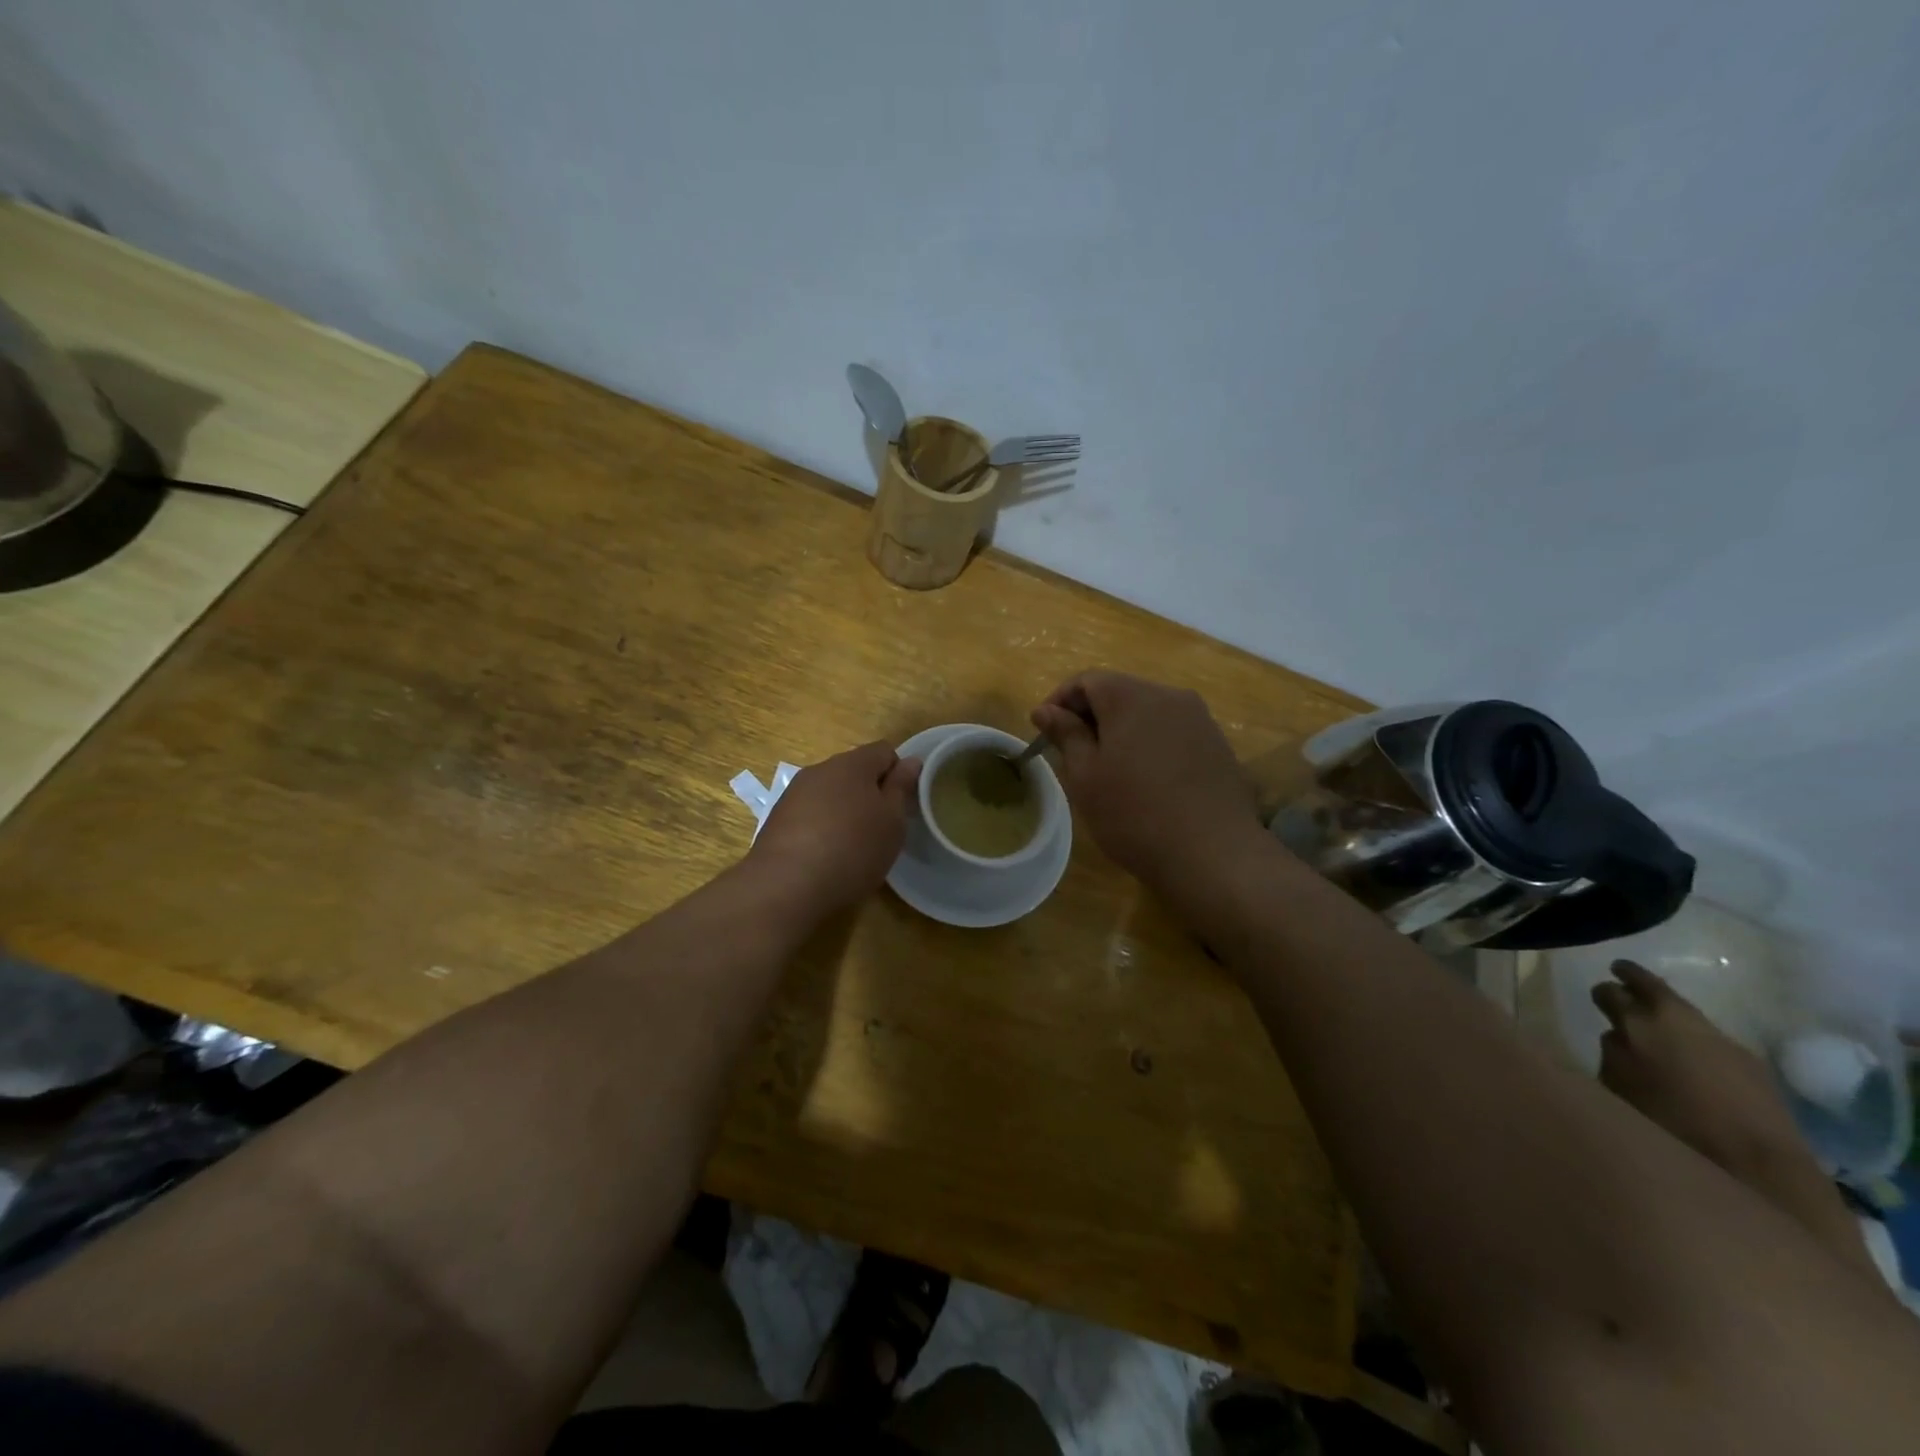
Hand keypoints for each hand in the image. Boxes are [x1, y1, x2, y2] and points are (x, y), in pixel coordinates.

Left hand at [748, 741, 921, 914]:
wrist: (785, 886)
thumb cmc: (852, 849)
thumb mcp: (892, 821)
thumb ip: (901, 787)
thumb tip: (911, 761)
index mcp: (852, 763)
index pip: (884, 751)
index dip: (898, 774)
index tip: (902, 805)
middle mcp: (820, 769)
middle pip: (855, 771)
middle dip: (871, 793)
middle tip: (882, 829)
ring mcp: (794, 793)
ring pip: (831, 793)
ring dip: (845, 810)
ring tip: (853, 846)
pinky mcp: (777, 819)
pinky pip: (810, 813)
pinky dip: (822, 827)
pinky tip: (825, 856)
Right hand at [1032, 671, 1263, 887]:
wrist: (1213, 855)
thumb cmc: (1134, 814)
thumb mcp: (1085, 776)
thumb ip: (1065, 734)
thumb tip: (1045, 709)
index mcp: (1130, 696)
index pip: (1086, 680)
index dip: (1059, 701)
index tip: (1045, 732)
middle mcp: (1168, 695)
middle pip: (1119, 692)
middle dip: (1091, 716)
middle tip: (1073, 754)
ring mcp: (1199, 718)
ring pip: (1147, 712)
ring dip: (1122, 731)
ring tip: (1109, 770)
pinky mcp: (1217, 743)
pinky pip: (1172, 731)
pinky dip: (1150, 744)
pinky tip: (1147, 780)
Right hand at [1593, 960, 1803, 1173]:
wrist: (1755, 1165)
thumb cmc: (1668, 1124)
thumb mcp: (1618, 1086)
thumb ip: (1613, 1054)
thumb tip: (1618, 1037)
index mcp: (1637, 1023)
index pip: (1611, 991)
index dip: (1603, 993)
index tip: (1599, 996)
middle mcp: (1677, 1019)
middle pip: (1650, 986)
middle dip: (1633, 982)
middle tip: (1621, 981)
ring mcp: (1720, 1038)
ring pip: (1684, 1013)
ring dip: (1667, 1014)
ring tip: (1656, 1026)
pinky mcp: (1752, 1062)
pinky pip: (1710, 1039)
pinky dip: (1695, 1040)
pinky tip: (1692, 1061)